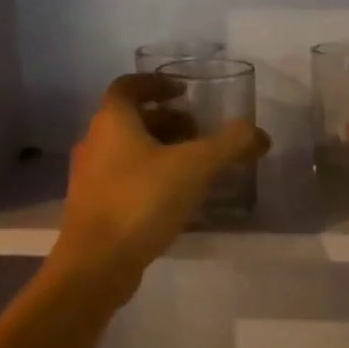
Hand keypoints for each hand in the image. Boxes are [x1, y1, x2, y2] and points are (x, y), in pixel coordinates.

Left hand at [54, 73, 268, 283]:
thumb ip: (230, 144)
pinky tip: (175, 198)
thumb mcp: (195, 167)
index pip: (130, 85)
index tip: (184, 92)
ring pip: (127, 150)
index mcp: (112, 121)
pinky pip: (124, 178)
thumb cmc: (141, 201)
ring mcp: (90, 177)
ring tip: (194, 166)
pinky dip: (150, 176)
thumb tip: (259, 134)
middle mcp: (94, 142)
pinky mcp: (93, 207)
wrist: (95, 264)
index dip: (157, 83)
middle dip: (167, 121)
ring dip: (159, 150)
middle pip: (131, 119)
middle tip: (198, 133)